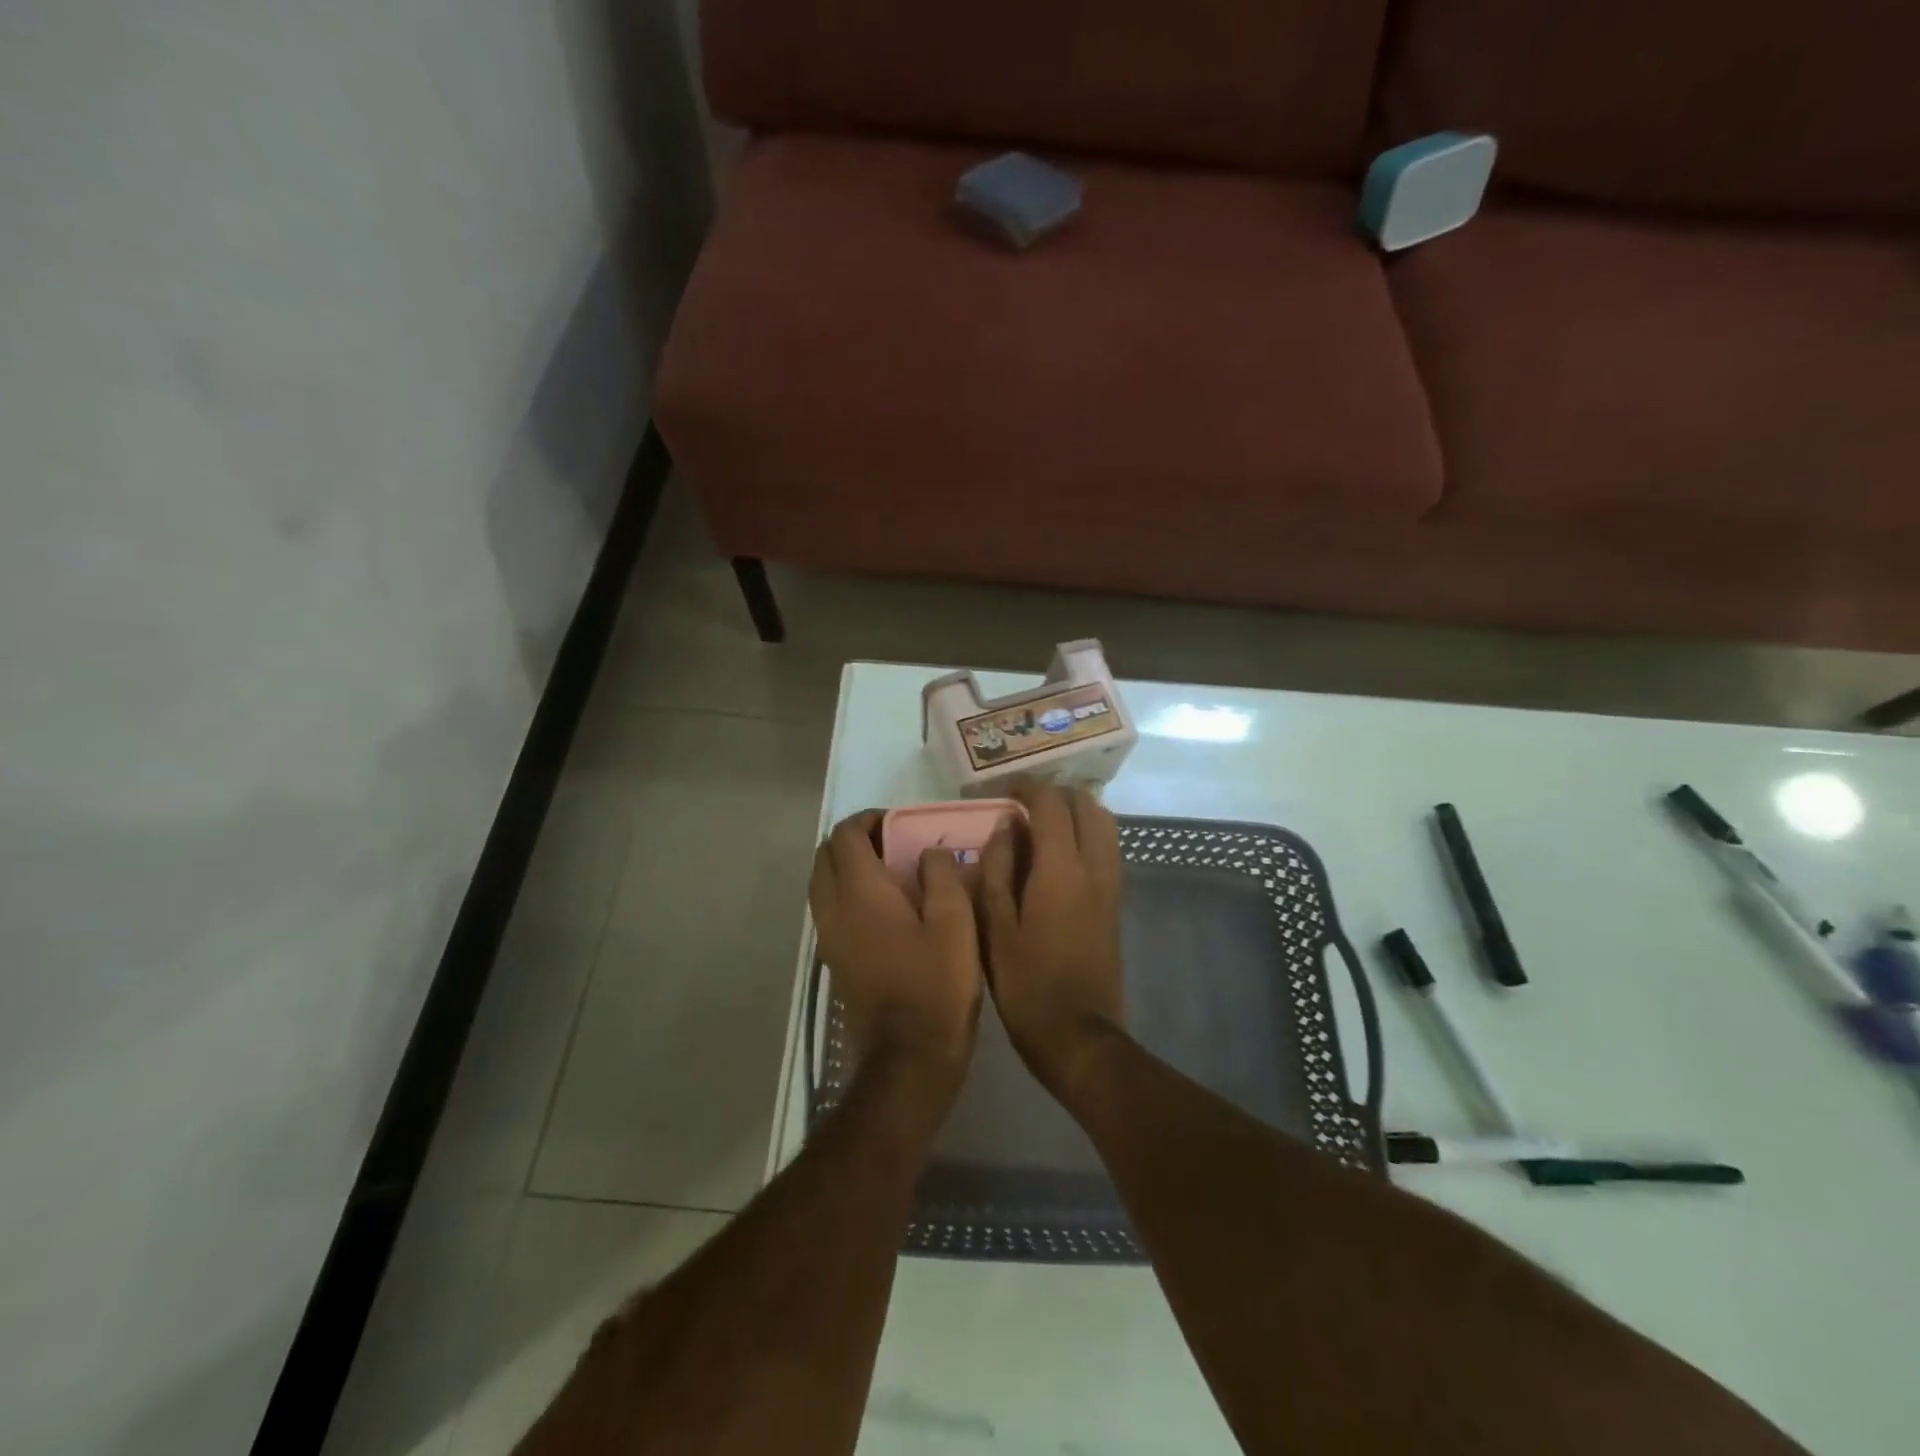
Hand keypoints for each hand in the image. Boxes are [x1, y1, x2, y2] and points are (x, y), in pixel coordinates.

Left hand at [810, 811, 983, 1088]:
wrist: (908, 1054)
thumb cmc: (936, 984)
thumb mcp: (954, 922)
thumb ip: (940, 875)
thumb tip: (928, 852)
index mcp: (860, 892)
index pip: (845, 835)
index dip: (868, 819)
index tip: (897, 823)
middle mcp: (833, 908)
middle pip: (824, 855)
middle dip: (853, 839)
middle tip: (891, 843)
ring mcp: (828, 936)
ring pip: (821, 882)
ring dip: (845, 866)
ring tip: (887, 873)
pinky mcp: (833, 959)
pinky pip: (827, 908)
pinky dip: (844, 893)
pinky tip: (882, 908)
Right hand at [979, 780, 1125, 1096]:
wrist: (1078, 1034)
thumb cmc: (1026, 983)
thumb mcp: (995, 926)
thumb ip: (997, 869)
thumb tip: (1005, 827)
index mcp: (1061, 869)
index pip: (1051, 804)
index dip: (1027, 788)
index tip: (1002, 790)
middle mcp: (1094, 867)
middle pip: (1086, 805)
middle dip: (1055, 794)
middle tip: (1021, 804)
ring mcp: (1111, 884)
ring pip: (1104, 823)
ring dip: (1075, 811)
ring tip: (1040, 824)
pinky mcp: (1115, 902)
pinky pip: (1107, 848)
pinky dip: (1086, 833)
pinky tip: (1057, 854)